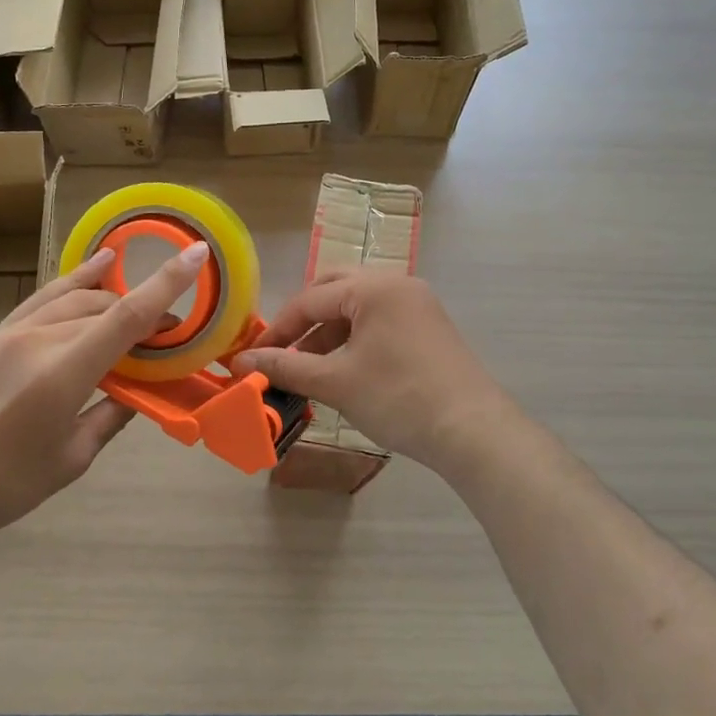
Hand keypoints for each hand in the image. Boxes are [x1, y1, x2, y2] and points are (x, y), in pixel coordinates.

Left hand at [0, 241, 208, 539]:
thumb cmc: (8, 484)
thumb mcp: (74, 457)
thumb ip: (114, 413)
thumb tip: (144, 389)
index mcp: (63, 373)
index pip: (127, 316)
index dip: (167, 283)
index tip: (196, 253)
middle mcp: (40, 339)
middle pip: (107, 308)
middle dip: (145, 313)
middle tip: (169, 336)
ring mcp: (14, 331)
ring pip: (78, 297)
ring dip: (115, 298)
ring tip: (142, 305)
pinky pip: (46, 295)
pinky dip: (77, 279)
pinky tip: (99, 265)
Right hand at [232, 272, 515, 472]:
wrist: (472, 431)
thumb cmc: (398, 398)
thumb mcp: (336, 382)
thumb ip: (286, 367)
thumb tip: (242, 361)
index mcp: (374, 287)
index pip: (311, 299)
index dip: (277, 329)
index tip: (253, 357)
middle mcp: (398, 284)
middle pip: (335, 290)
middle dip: (304, 321)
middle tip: (282, 351)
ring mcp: (418, 304)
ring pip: (358, 307)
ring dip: (329, 332)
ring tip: (308, 368)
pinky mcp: (429, 327)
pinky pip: (380, 321)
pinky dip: (355, 339)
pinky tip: (343, 369)